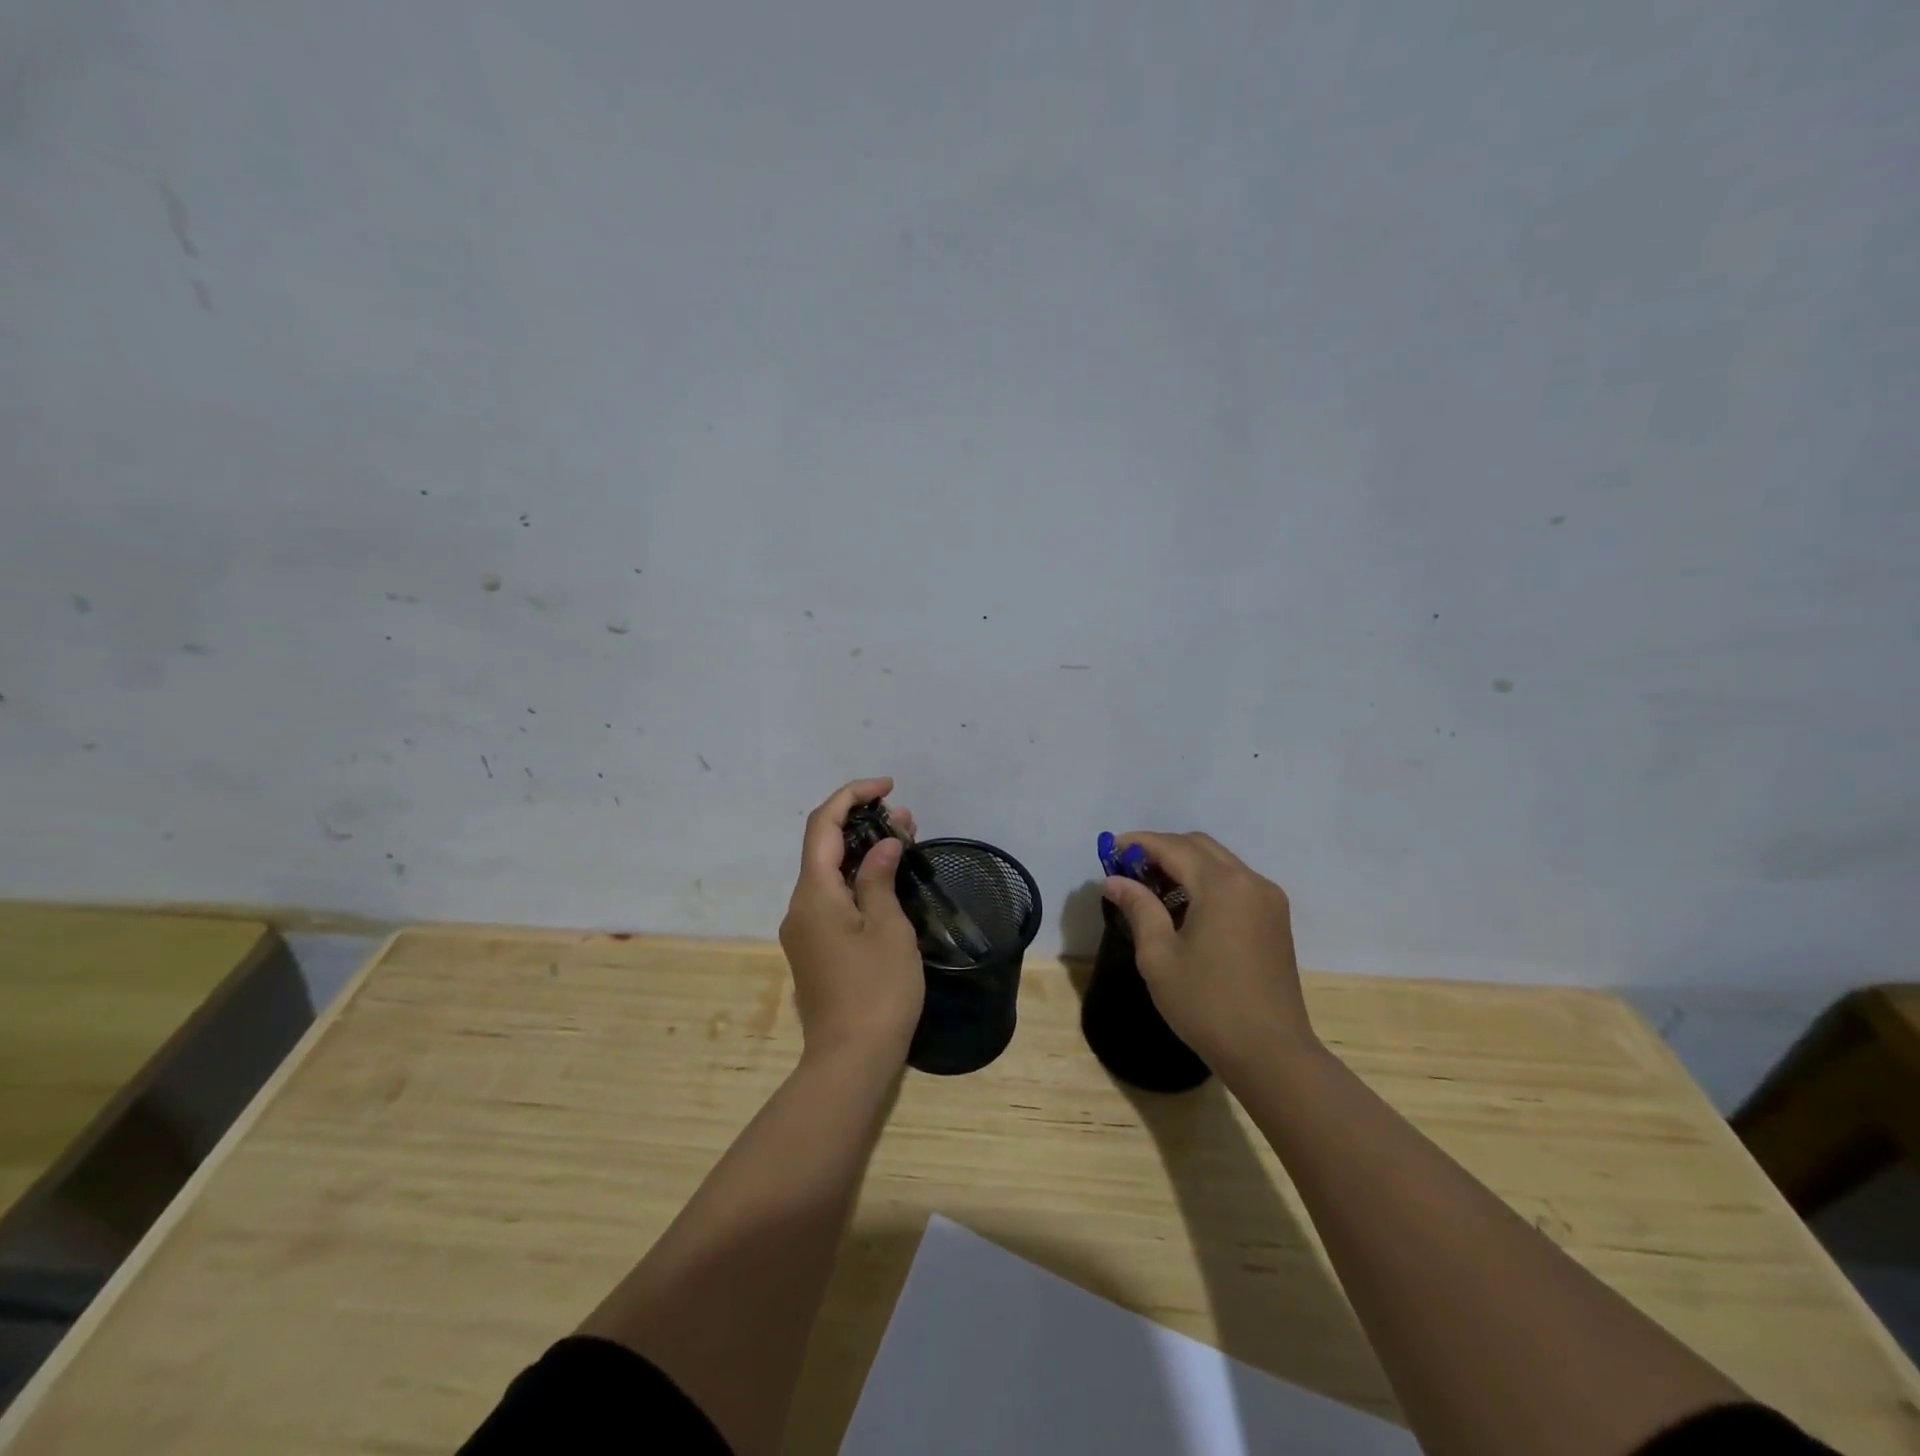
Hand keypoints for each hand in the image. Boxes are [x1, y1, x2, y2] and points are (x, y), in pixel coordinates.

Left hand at [778, 777, 924, 1065]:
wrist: (850, 1061)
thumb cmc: (876, 991)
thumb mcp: (888, 928)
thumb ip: (879, 878)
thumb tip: (882, 845)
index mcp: (814, 894)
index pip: (823, 825)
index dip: (852, 796)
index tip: (888, 787)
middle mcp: (800, 906)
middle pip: (823, 847)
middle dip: (862, 823)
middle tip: (906, 819)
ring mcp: (804, 930)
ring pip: (829, 873)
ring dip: (862, 851)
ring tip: (904, 841)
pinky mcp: (815, 949)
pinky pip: (832, 898)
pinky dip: (857, 879)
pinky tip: (887, 881)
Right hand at [1102, 832, 1317, 1078]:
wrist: (1271, 1054)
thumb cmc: (1207, 1006)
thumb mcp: (1159, 957)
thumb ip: (1138, 908)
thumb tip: (1114, 880)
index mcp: (1222, 886)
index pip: (1173, 847)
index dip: (1138, 843)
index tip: (1109, 850)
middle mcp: (1250, 881)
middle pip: (1199, 846)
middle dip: (1161, 849)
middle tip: (1128, 869)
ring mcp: (1268, 899)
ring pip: (1220, 862)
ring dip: (1185, 864)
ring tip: (1152, 887)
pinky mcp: (1276, 919)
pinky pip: (1235, 882)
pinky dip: (1206, 881)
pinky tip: (1185, 906)